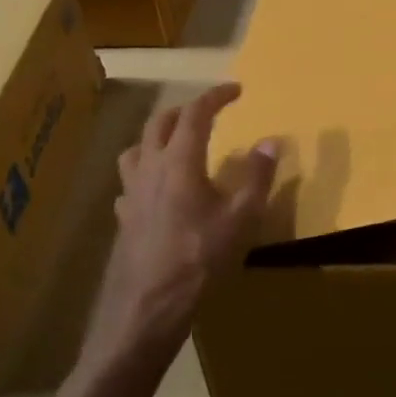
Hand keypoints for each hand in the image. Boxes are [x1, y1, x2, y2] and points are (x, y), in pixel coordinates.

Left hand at [82, 83, 276, 369]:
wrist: (149, 306)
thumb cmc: (201, 258)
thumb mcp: (242, 218)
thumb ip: (258, 176)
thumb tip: (271, 141)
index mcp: (180, 161)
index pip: (196, 114)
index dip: (216, 97)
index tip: (236, 90)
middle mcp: (150, 168)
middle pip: (160, 123)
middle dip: (187, 110)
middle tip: (211, 112)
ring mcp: (131, 193)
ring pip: (137, 148)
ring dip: (158, 136)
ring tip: (178, 144)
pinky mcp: (124, 218)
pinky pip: (131, 182)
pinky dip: (147, 172)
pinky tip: (158, 190)